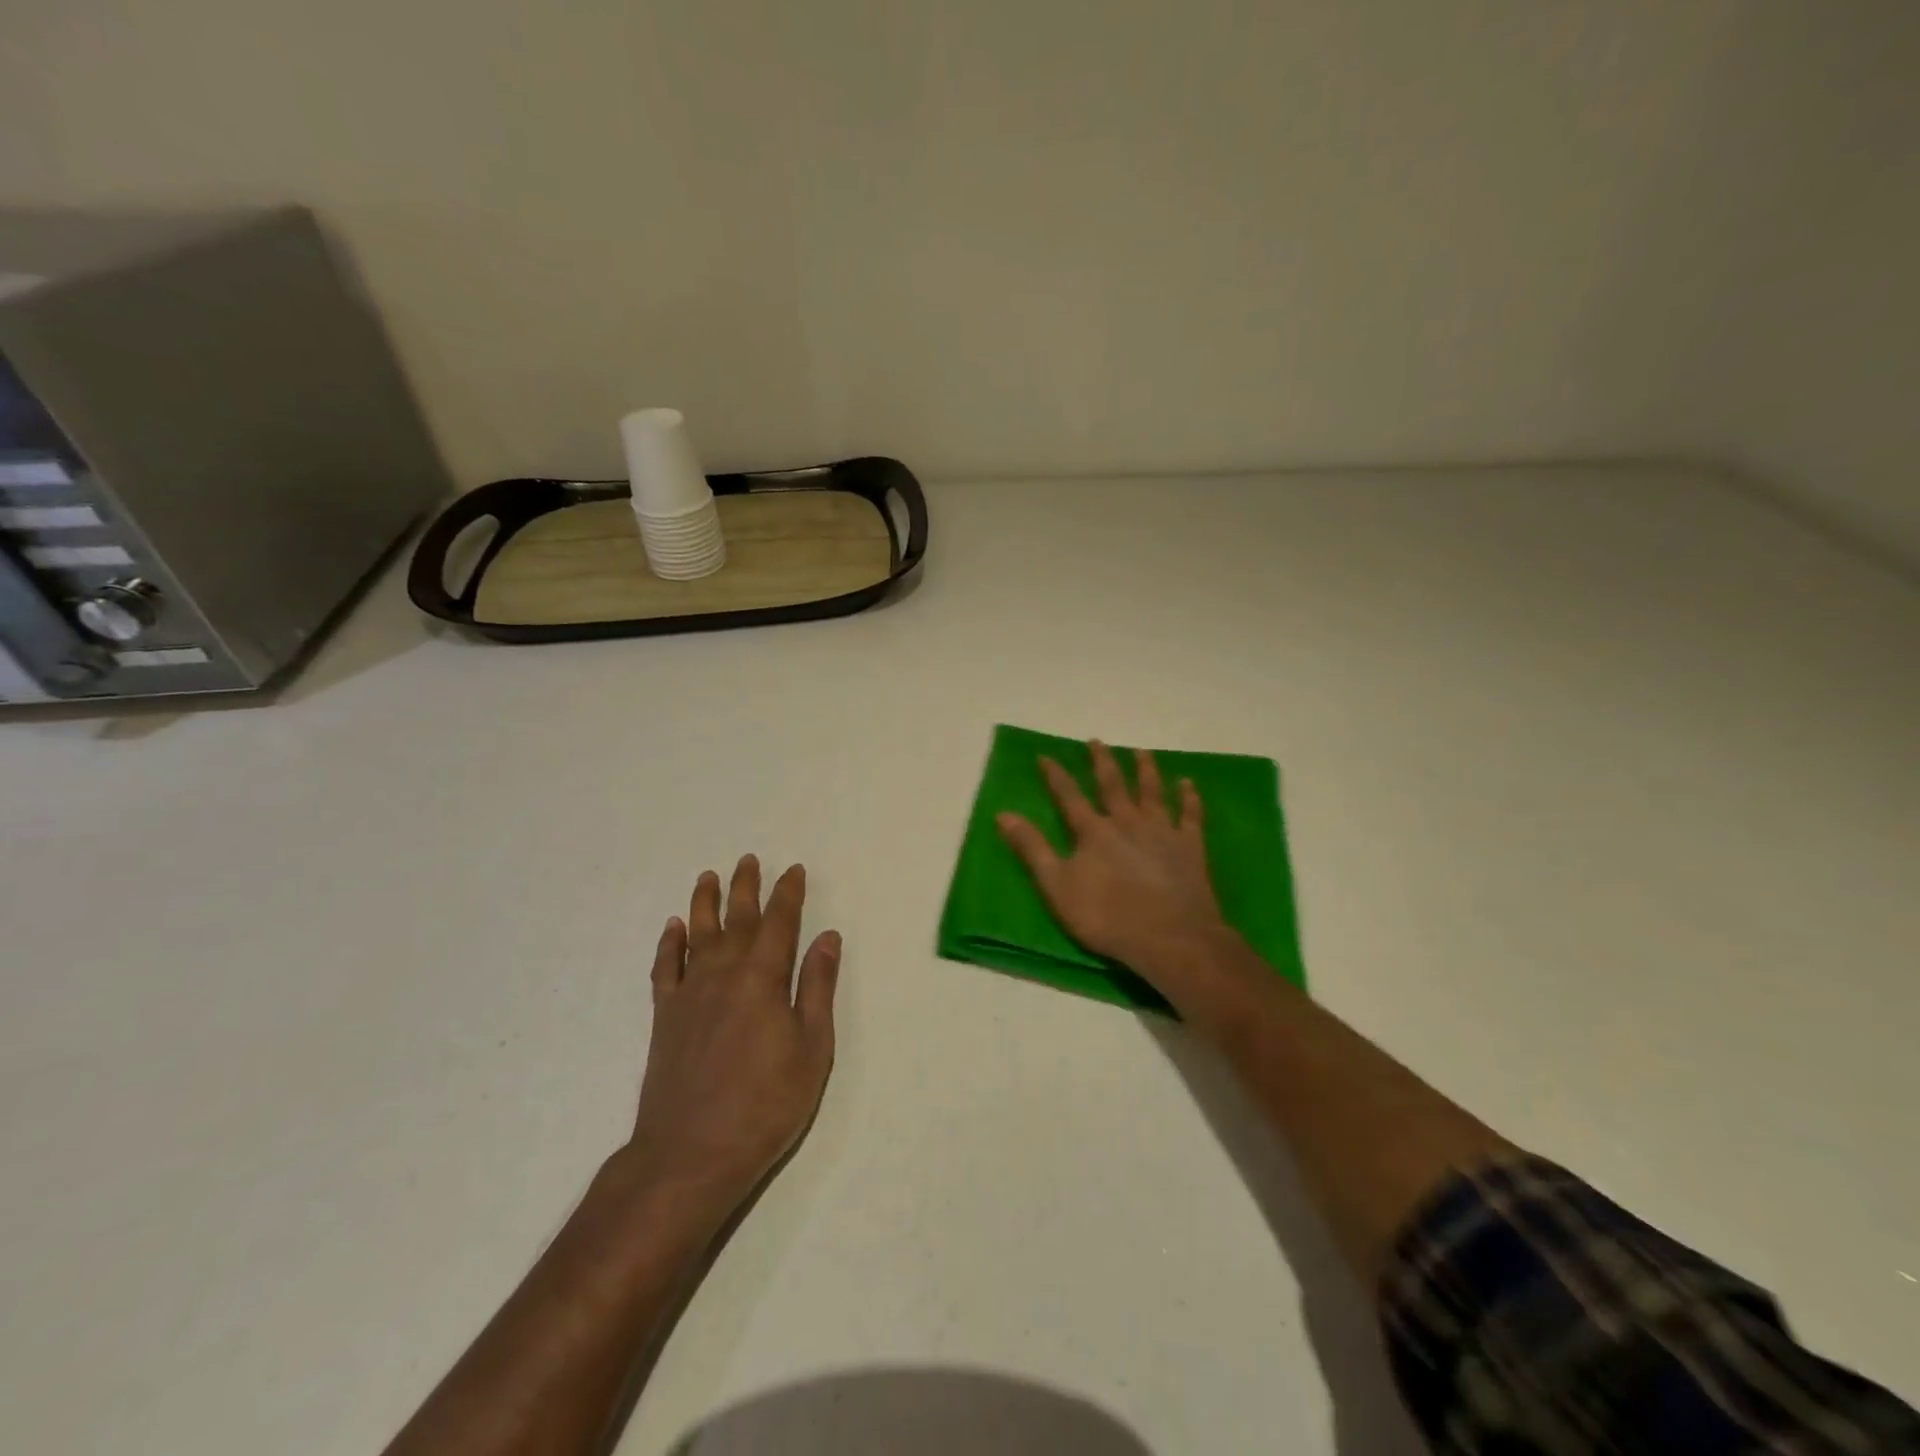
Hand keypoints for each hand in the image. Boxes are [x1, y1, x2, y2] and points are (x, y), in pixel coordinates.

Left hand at [623, 856, 840, 1224]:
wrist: (690, 1154)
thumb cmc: (765, 1104)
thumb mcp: (811, 1048)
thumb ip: (817, 988)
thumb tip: (827, 937)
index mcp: (763, 979)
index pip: (779, 924)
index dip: (788, 895)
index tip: (794, 871)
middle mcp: (724, 975)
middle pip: (736, 920)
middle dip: (746, 888)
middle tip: (749, 860)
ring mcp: (690, 995)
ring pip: (698, 935)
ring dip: (705, 903)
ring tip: (708, 877)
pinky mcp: (665, 1018)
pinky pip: (666, 968)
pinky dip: (670, 945)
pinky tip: (673, 928)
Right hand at [996, 741, 1234, 990]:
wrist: (1171, 937)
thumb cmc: (1107, 916)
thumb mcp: (1057, 887)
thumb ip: (1031, 849)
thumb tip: (1003, 814)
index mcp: (1093, 831)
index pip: (1069, 796)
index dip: (1055, 776)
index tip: (1045, 756)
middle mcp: (1127, 821)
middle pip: (1113, 785)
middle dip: (1102, 762)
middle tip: (1096, 741)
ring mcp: (1162, 831)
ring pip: (1152, 792)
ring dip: (1146, 770)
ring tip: (1141, 752)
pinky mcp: (1190, 846)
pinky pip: (1190, 815)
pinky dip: (1189, 797)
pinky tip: (1188, 784)